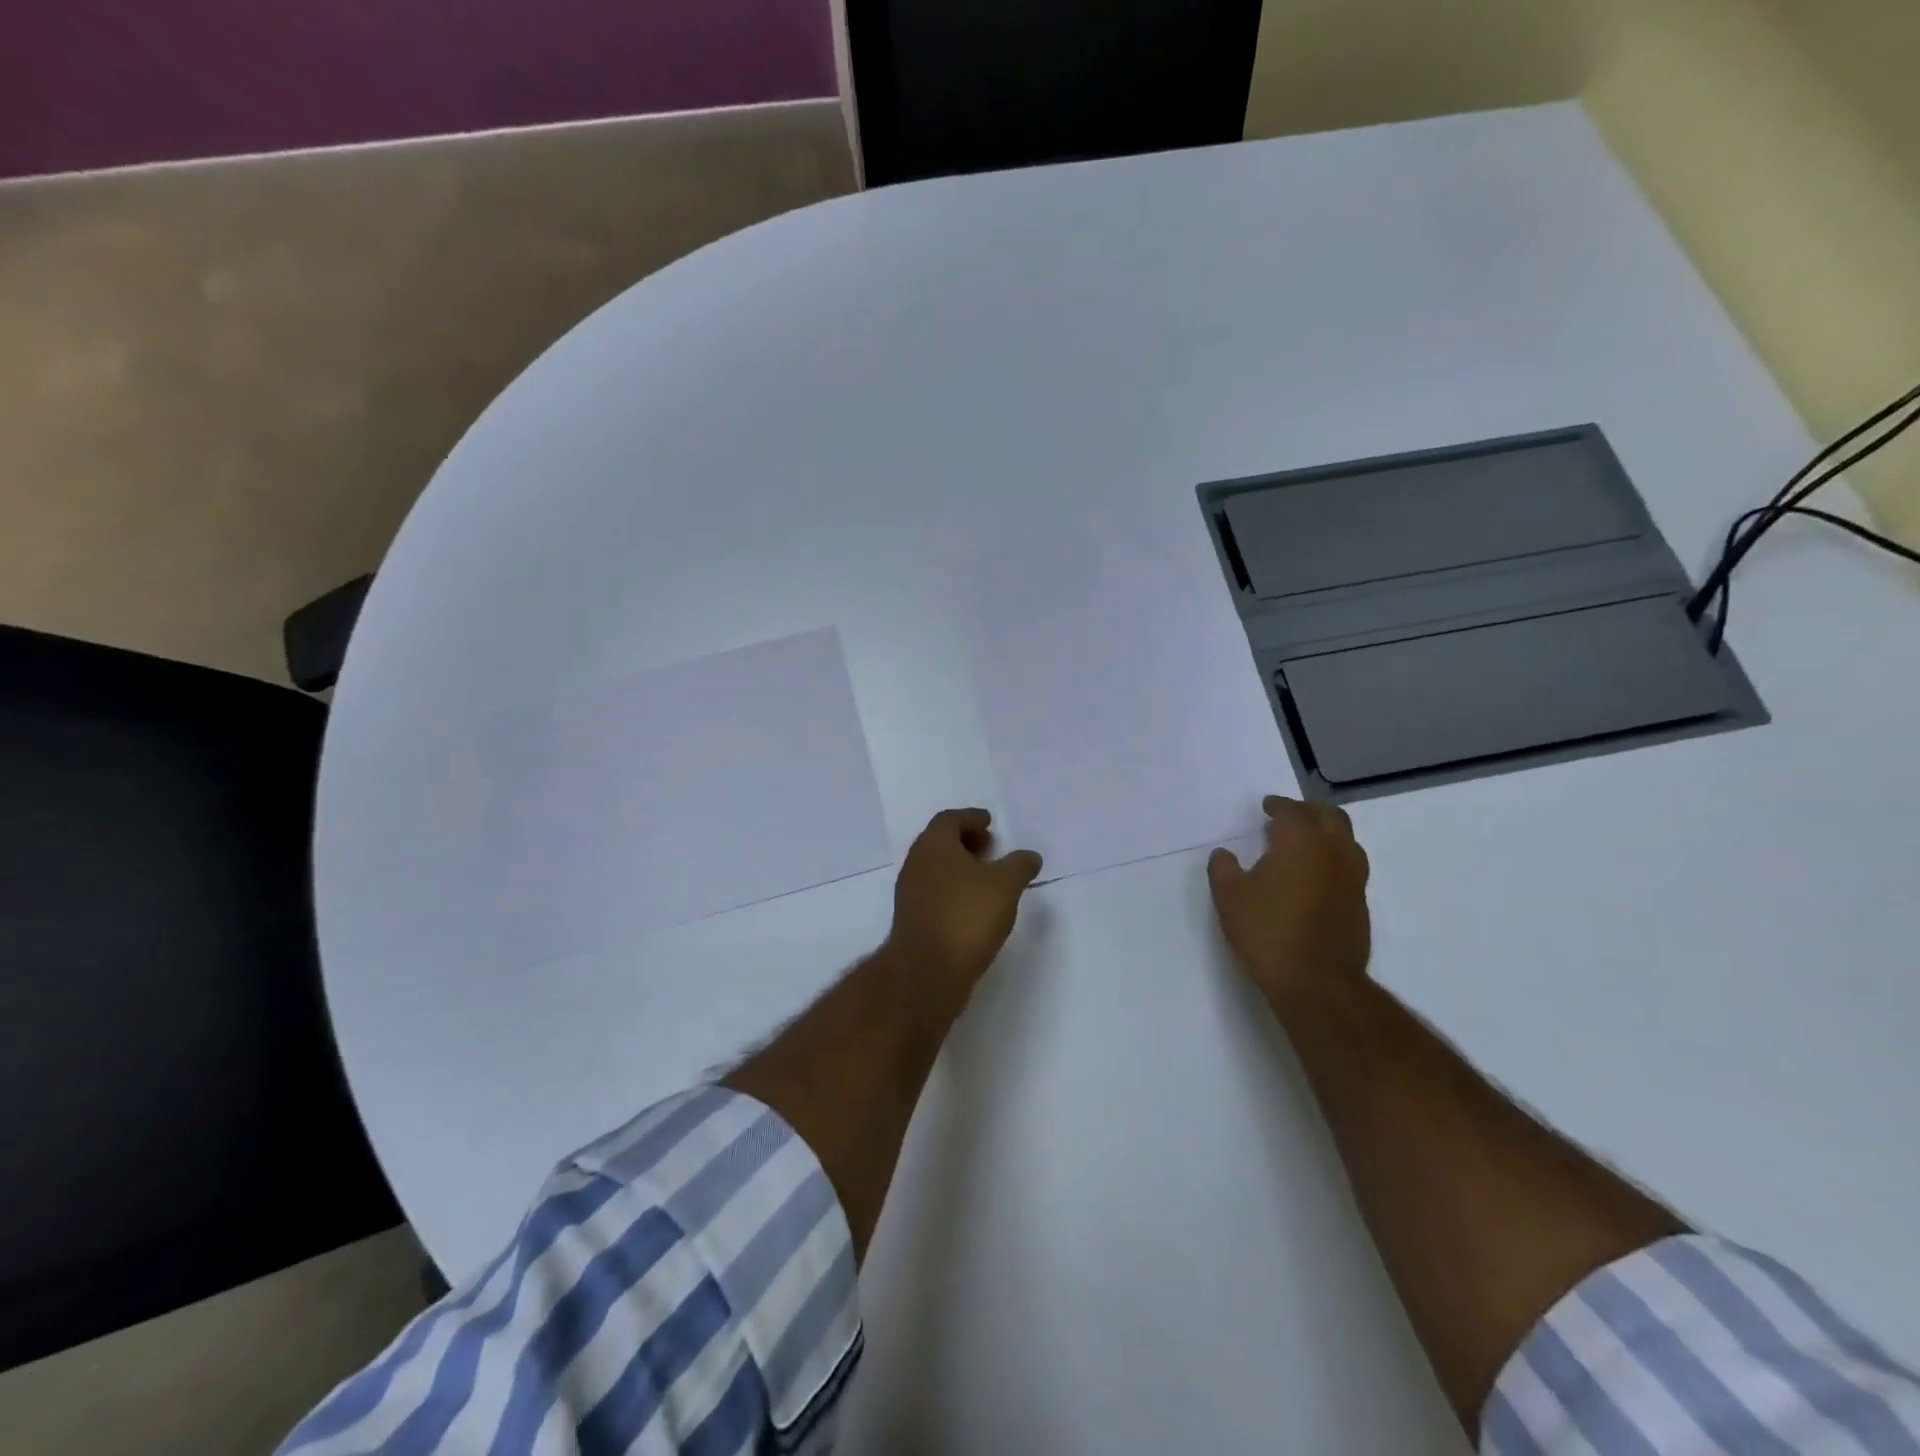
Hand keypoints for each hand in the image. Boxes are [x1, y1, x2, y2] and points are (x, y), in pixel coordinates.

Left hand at [887, 809, 1042, 992]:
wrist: (927, 970)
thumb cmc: (966, 916)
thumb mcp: (1005, 885)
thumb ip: (1019, 865)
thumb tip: (1029, 856)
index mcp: (934, 844)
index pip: (950, 819)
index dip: (971, 818)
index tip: (989, 823)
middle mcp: (916, 863)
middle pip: (939, 841)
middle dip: (965, 841)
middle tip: (989, 847)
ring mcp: (909, 892)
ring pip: (935, 868)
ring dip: (958, 866)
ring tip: (986, 878)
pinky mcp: (911, 919)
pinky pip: (933, 891)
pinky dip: (952, 888)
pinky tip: (972, 905)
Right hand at [1208, 795, 1370, 1007]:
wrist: (1316, 982)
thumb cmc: (1267, 931)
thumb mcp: (1229, 897)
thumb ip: (1223, 868)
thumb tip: (1224, 854)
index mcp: (1301, 841)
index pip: (1293, 811)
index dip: (1278, 805)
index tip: (1267, 807)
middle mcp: (1333, 852)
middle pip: (1330, 817)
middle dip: (1309, 811)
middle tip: (1288, 817)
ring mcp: (1353, 879)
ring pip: (1346, 840)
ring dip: (1326, 833)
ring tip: (1304, 843)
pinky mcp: (1360, 904)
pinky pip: (1350, 866)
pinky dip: (1333, 858)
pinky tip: (1315, 875)